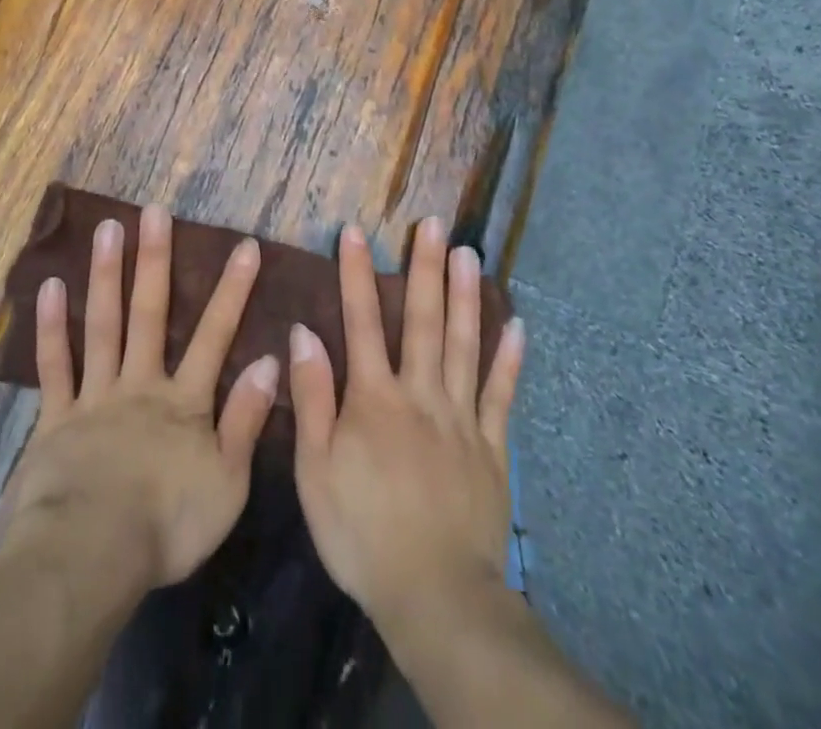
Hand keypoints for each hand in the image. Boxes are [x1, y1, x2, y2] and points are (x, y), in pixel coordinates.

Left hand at [0, 205, 279, 591]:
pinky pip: (55, 365)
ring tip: (106, 228)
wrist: (90, 556)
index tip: (244, 245)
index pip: (215, 335)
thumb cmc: (167, 525)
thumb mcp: (227, 482)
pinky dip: (51, 326)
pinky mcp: (56, 418)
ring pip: (102, 325)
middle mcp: (140, 384)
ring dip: (106, 275)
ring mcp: (95, 396)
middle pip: (149, 313)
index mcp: (184, 401)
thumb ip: (246, 420)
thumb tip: (269, 361)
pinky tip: (49, 286)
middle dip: (155, 260)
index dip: (232, 289)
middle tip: (154, 211)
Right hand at [290, 217, 524, 628]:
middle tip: (434, 224)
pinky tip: (517, 325)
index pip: (362, 321)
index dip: (357, 274)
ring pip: (464, 344)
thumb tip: (303, 332)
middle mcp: (420, 394)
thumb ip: (312, 397)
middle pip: (422, 320)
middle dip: (425, 268)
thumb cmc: (361, 532)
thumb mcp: (315, 470)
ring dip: (465, 296)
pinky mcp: (492, 448)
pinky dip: (509, 359)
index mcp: (374, 398)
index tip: (355, 231)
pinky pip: (501, 395)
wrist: (434, 596)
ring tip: (469, 254)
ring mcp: (461, 418)